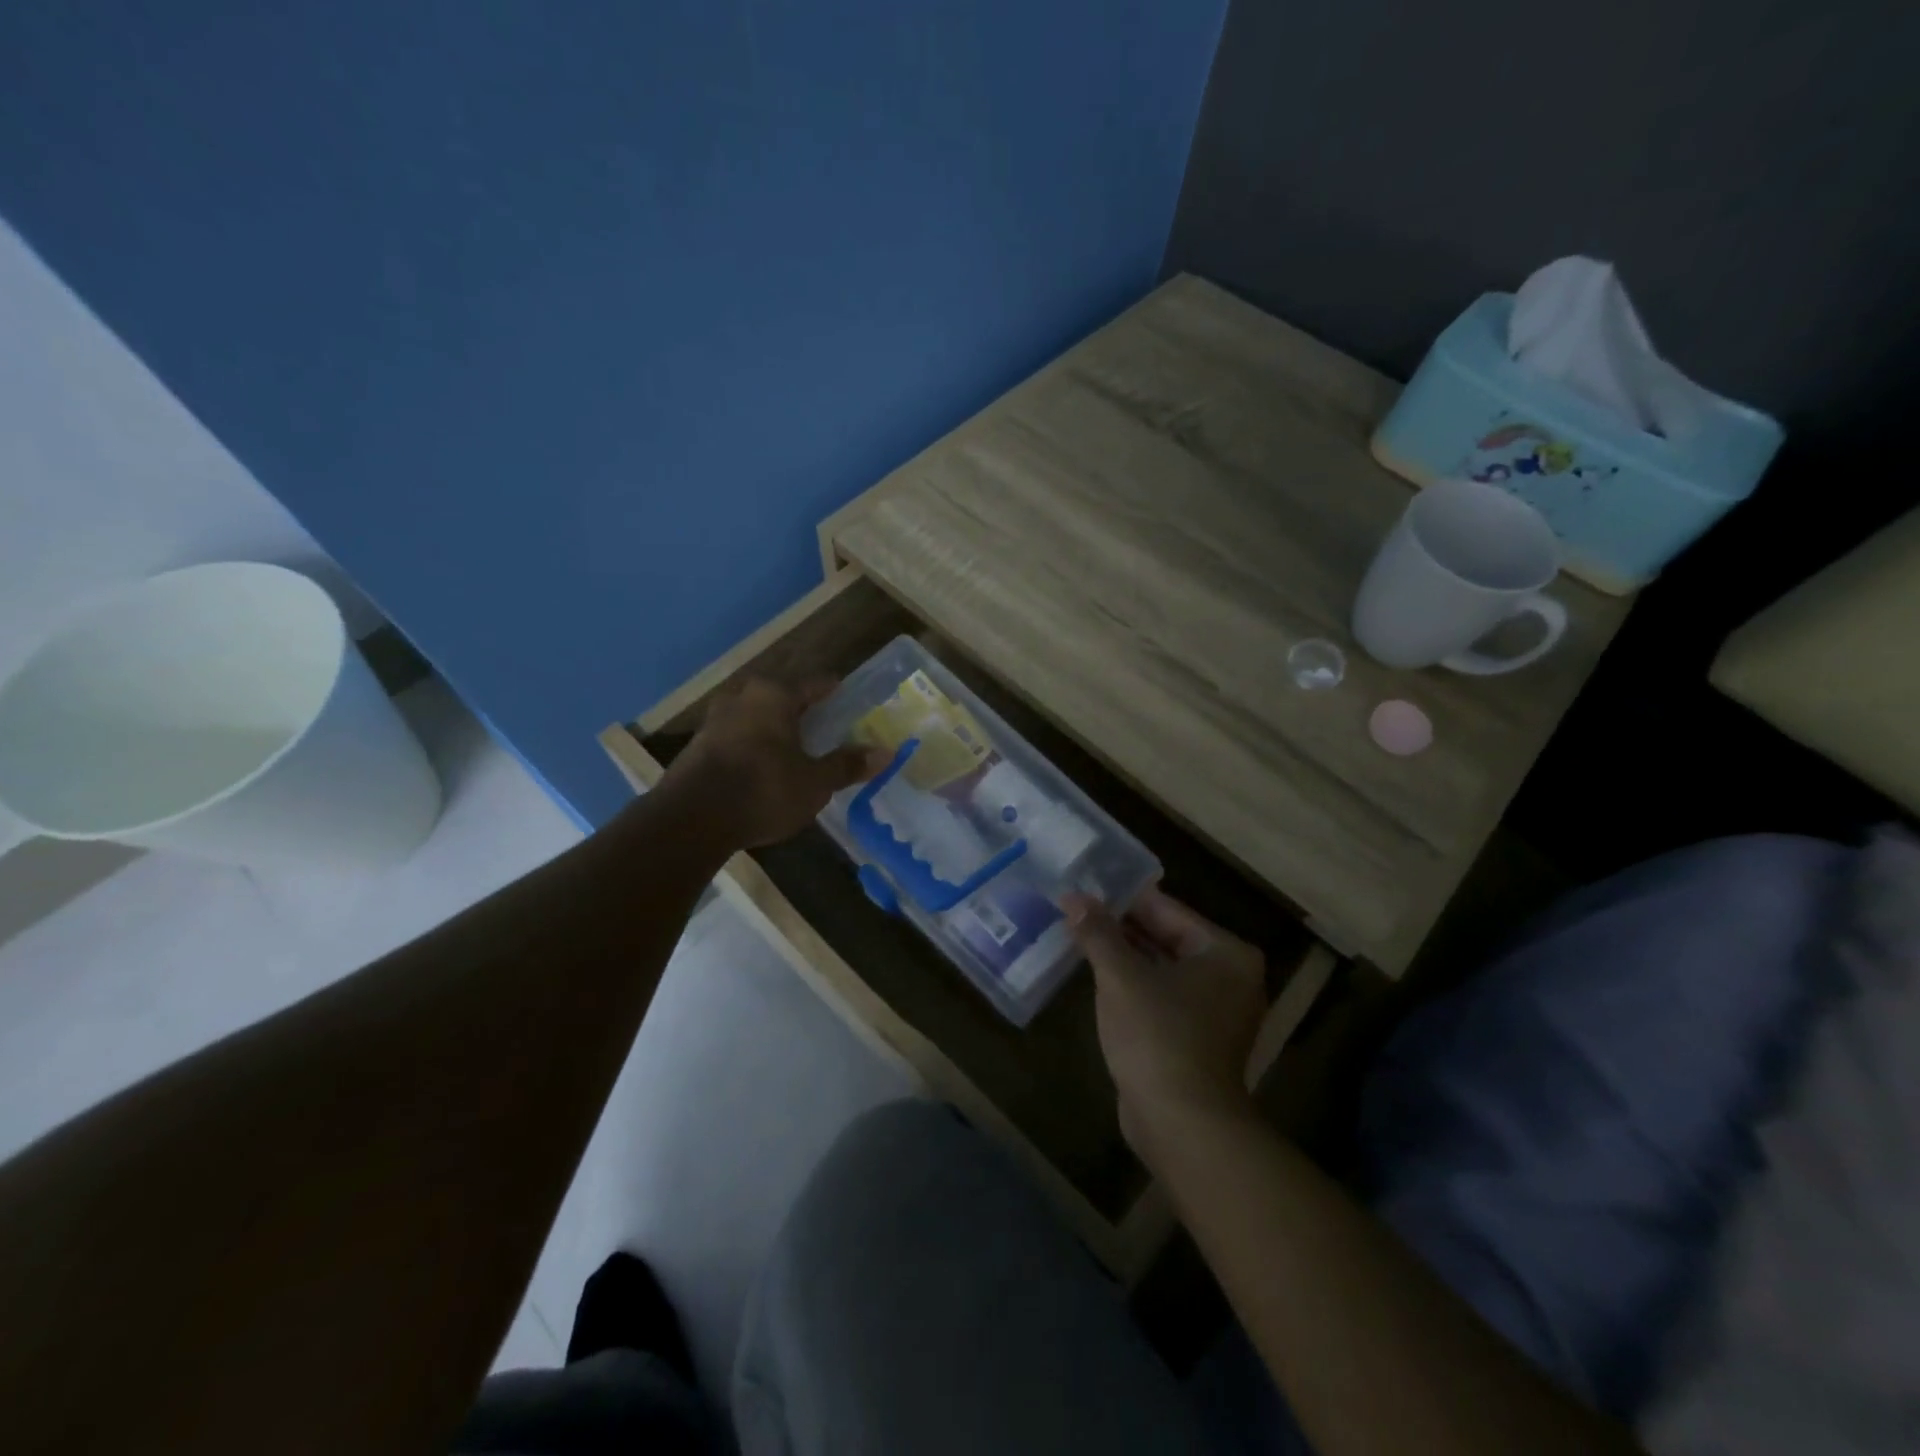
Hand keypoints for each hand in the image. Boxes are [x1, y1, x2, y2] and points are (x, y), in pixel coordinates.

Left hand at [666, 678, 886, 849]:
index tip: (849, 697)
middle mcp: (742, 697)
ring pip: (755, 716)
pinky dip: (753, 746)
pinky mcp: (697, 745)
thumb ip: (847, 765)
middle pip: (781, 697)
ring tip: (794, 747)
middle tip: (824, 726)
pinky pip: (736, 737)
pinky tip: (762, 767)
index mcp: (774, 695)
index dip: (834, 691)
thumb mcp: (815, 782)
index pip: (815, 684)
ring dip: (774, 728)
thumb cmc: (763, 790)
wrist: (690, 819)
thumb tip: (886, 752)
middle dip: (802, 710)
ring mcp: (715, 720)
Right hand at [1064, 888, 1266, 1166]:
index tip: (1087, 887)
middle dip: (1122, 927)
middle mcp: (1231, 977)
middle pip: (1168, 938)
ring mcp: (1218, 1011)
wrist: (1182, 1125)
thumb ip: (1097, 933)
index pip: (1168, 910)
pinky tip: (1098, 976)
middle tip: (1078, 910)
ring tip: (1081, 936)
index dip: (1123, 899)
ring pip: (1163, 968)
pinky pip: (1163, 996)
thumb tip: (1073, 897)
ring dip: (1125, 956)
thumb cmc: (1158, 1037)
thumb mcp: (1121, 977)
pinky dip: (1135, 985)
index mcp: (1226, 953)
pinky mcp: (1200, 1039)